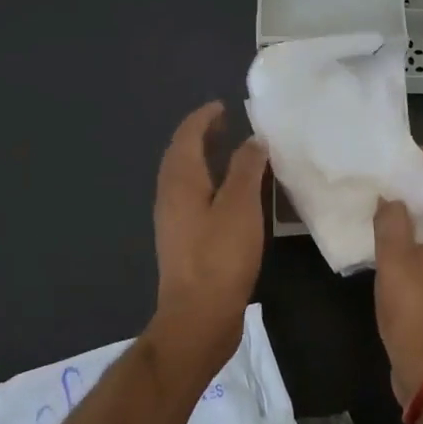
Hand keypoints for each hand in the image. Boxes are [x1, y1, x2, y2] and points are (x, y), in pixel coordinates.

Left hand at [147, 102, 269, 380]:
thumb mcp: (240, 206)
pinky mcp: (184, 242)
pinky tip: (233, 196)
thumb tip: (252, 140)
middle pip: (182, 155)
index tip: (223, 106)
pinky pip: (195, 198)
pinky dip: (211, 184)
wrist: (198, 317)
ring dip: (206, 160)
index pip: (186, 136)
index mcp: (180, 182)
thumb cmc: (220, 257)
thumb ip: (247, 168)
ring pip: (187, 178)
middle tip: (228, 124)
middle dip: (202, 136)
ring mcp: (174, 221)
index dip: (203, 117)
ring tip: (234, 154)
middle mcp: (170, 196)